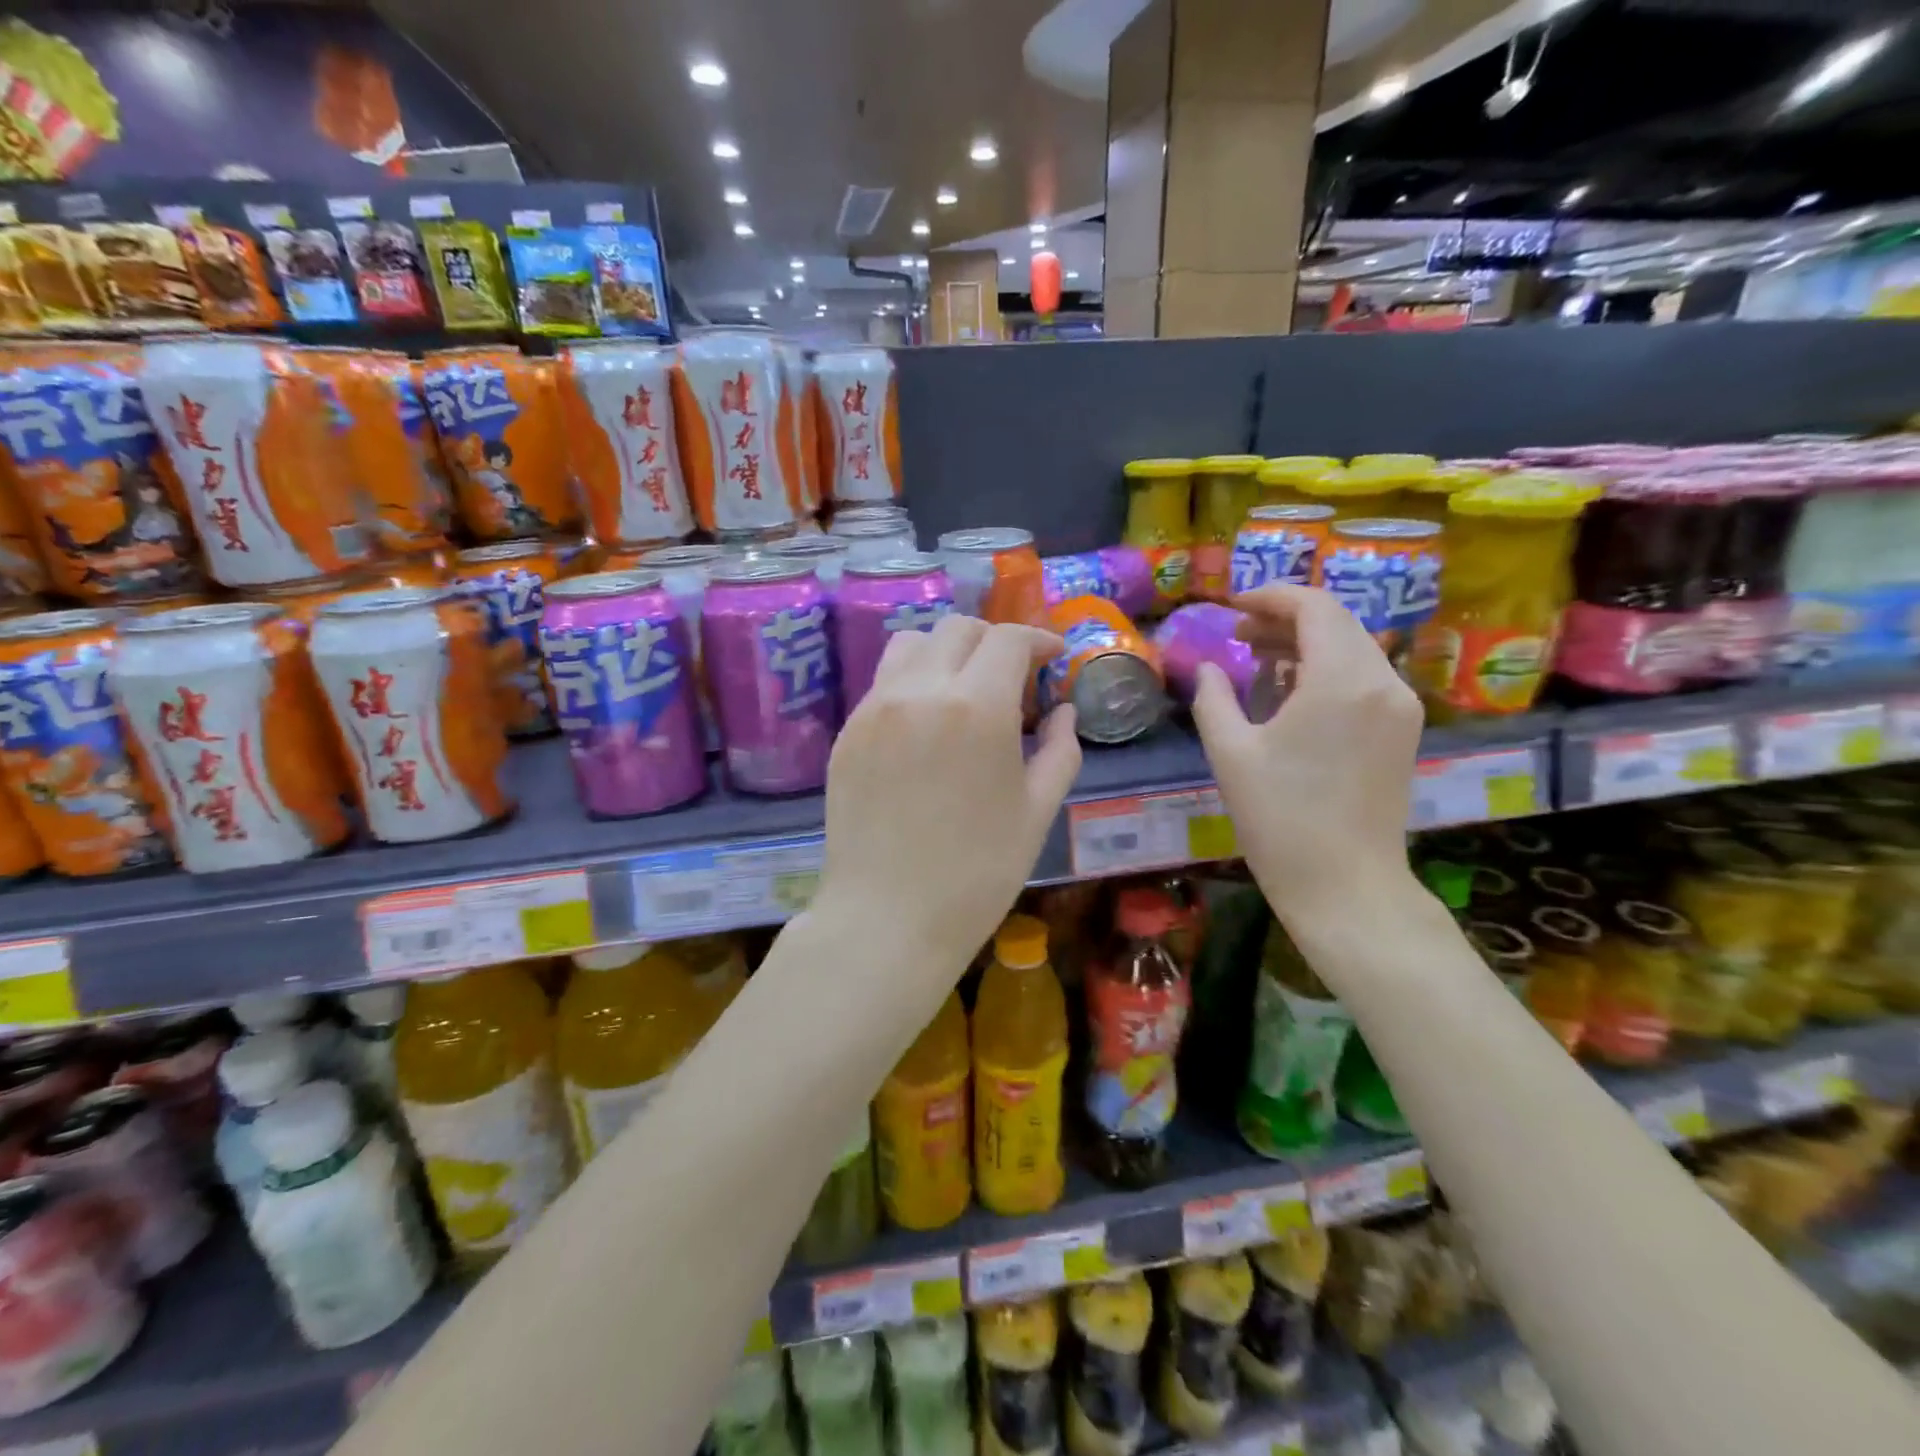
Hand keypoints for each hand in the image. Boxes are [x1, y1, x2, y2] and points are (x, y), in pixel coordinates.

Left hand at [813, 616, 1081, 1007]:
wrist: (888, 919)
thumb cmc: (977, 874)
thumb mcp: (1037, 811)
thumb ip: (1060, 749)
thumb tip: (1064, 709)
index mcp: (976, 707)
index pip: (1008, 640)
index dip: (1037, 640)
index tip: (1053, 657)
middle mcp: (920, 691)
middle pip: (958, 629)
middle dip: (994, 641)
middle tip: (1014, 677)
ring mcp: (875, 708)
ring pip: (912, 644)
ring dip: (948, 652)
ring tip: (965, 690)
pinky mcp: (848, 732)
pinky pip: (883, 682)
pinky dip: (914, 681)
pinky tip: (927, 723)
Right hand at [1190, 585, 1421, 923]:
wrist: (1345, 885)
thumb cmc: (1280, 819)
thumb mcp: (1230, 753)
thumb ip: (1214, 698)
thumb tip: (1209, 667)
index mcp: (1342, 680)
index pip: (1314, 607)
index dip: (1271, 597)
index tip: (1232, 606)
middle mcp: (1383, 681)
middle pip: (1338, 622)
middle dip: (1286, 618)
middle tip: (1239, 634)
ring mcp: (1400, 706)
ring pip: (1354, 647)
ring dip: (1306, 642)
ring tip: (1258, 658)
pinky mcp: (1403, 730)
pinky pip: (1364, 676)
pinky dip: (1327, 668)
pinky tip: (1292, 690)